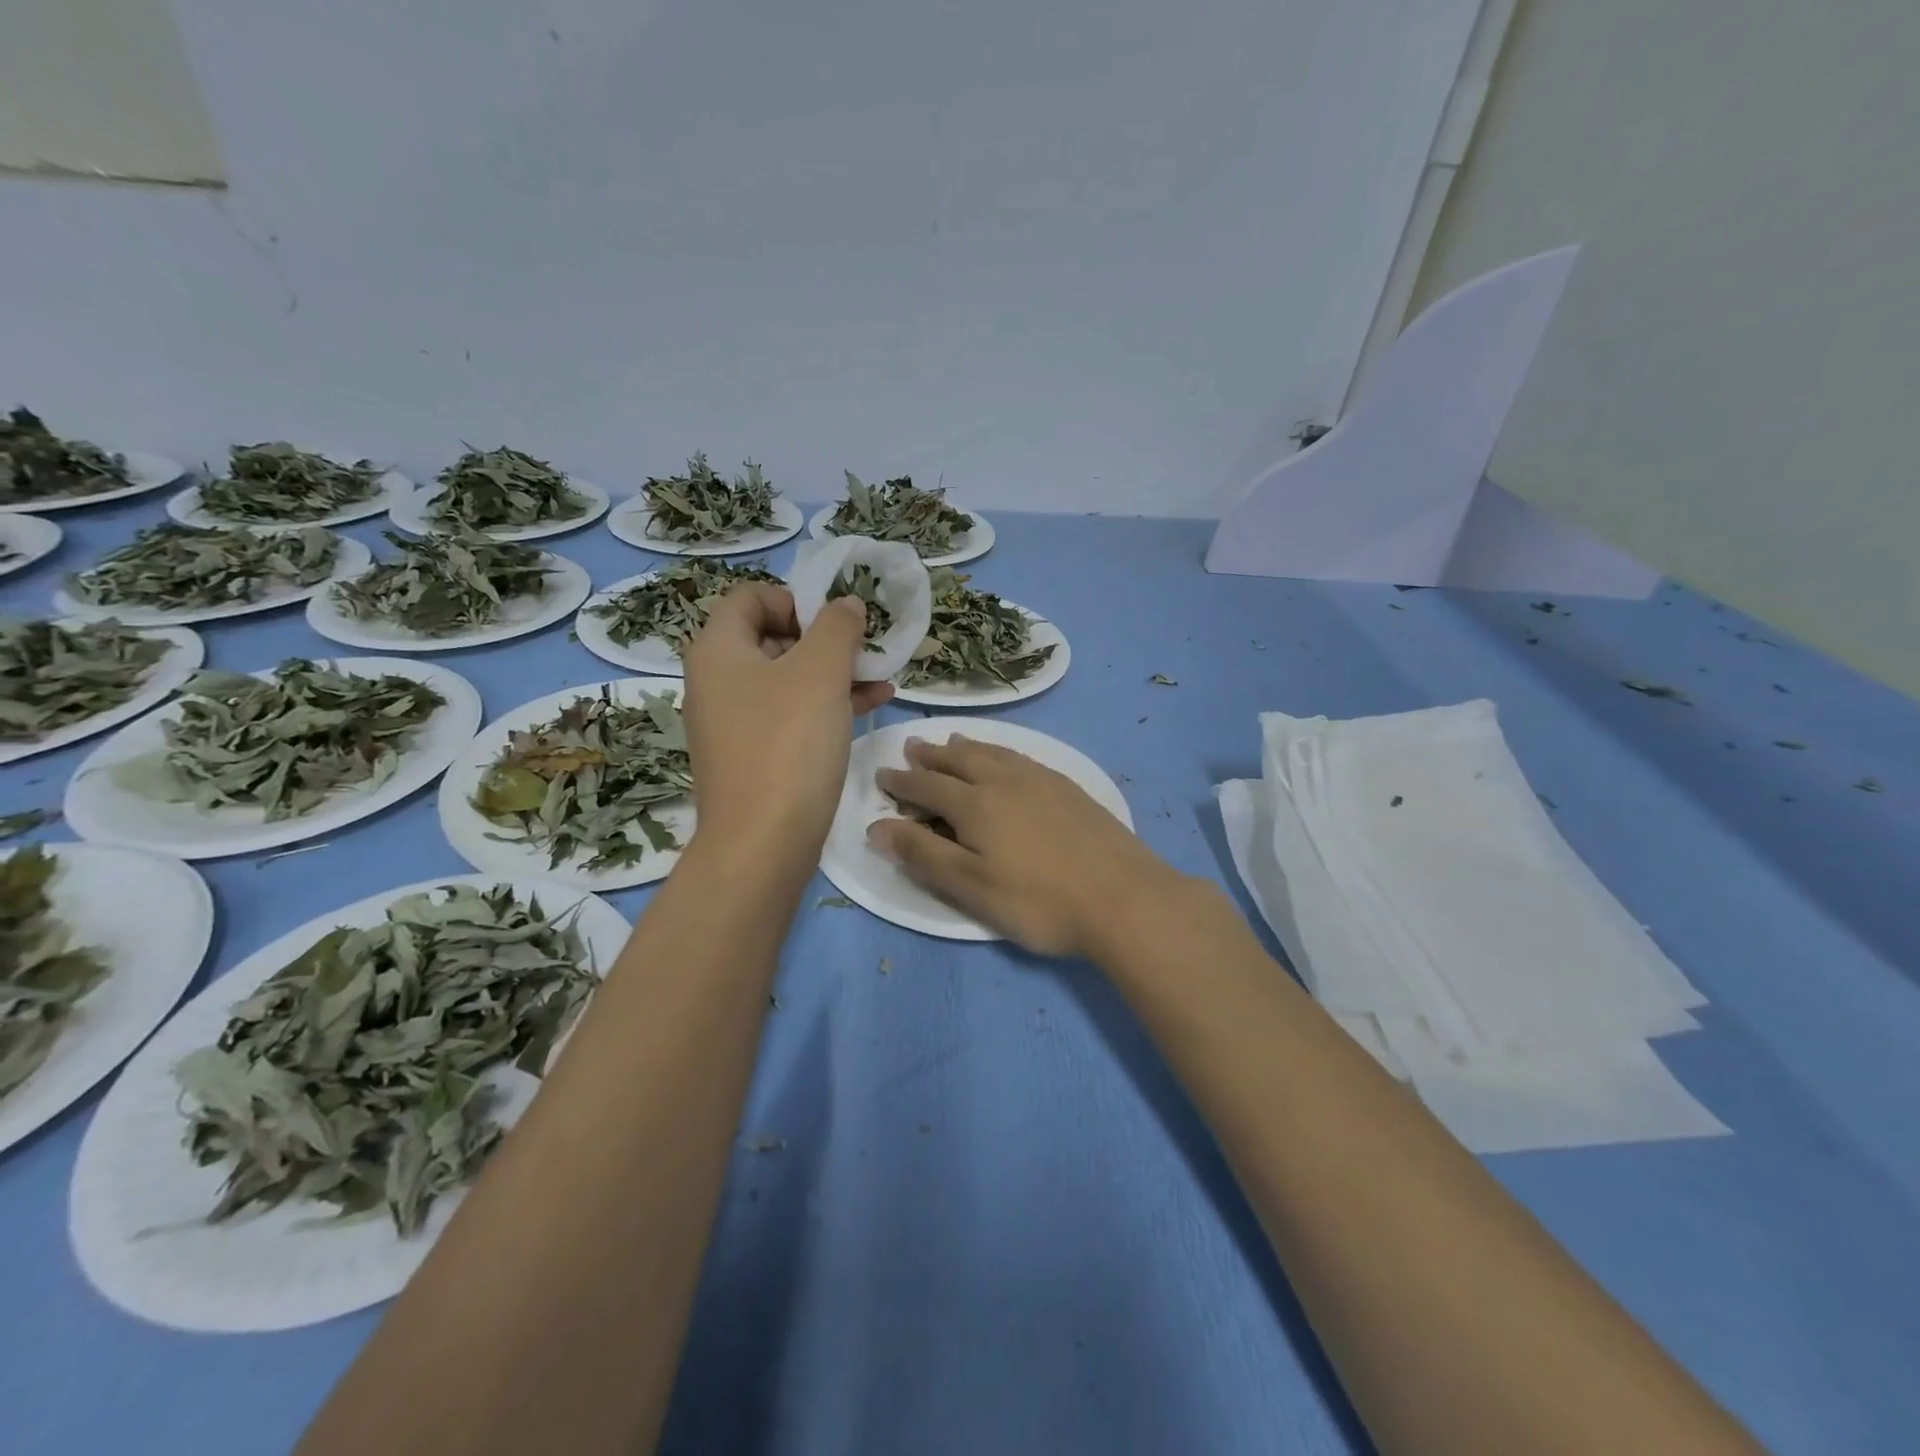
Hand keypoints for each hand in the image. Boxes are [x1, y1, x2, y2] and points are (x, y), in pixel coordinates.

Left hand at [683, 585, 891, 870]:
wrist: (762, 843)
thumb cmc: (788, 744)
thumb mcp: (820, 672)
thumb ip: (837, 627)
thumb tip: (846, 605)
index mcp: (718, 650)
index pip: (750, 597)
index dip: (796, 598)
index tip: (835, 621)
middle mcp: (717, 681)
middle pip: (771, 637)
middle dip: (824, 638)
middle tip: (864, 649)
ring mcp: (733, 722)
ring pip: (787, 679)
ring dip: (834, 672)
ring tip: (882, 677)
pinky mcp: (752, 755)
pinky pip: (790, 714)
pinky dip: (826, 704)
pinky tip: (872, 705)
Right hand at [870, 735, 1179, 958]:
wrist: (1124, 898)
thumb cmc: (1039, 901)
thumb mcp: (971, 887)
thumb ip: (923, 854)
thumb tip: (877, 827)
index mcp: (976, 804)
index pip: (927, 785)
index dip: (902, 781)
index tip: (882, 774)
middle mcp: (1005, 781)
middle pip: (959, 760)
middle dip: (931, 755)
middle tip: (911, 747)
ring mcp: (1042, 780)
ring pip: (993, 753)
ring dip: (966, 747)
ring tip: (951, 742)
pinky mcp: (1069, 788)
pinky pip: (1022, 757)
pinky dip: (1001, 752)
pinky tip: (1007, 760)